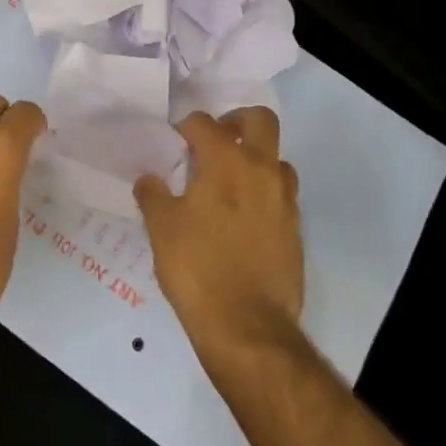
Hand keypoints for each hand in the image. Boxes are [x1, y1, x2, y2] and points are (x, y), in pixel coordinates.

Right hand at [134, 107, 302, 359]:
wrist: (247, 325)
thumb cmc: (197, 268)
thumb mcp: (161, 228)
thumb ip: (152, 194)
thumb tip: (149, 178)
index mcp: (226, 162)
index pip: (204, 123)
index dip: (184, 127)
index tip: (173, 141)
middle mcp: (262, 170)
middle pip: (259, 120)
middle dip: (236, 121)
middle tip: (214, 141)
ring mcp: (285, 199)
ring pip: (276, 159)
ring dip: (255, 159)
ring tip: (229, 182)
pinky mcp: (295, 229)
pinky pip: (281, 194)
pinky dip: (263, 193)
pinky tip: (241, 218)